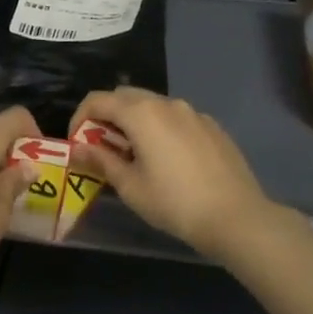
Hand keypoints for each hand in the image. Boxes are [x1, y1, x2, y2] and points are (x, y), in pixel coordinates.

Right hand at [69, 88, 272, 258]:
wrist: (236, 216)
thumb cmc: (175, 203)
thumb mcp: (130, 186)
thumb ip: (101, 160)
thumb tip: (76, 148)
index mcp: (141, 113)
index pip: (98, 100)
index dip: (80, 118)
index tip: (77, 144)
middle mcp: (166, 103)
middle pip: (125, 96)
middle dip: (107, 116)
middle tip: (103, 148)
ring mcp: (193, 112)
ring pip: (152, 105)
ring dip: (135, 121)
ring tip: (135, 155)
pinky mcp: (211, 125)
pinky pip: (176, 118)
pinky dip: (161, 128)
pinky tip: (169, 160)